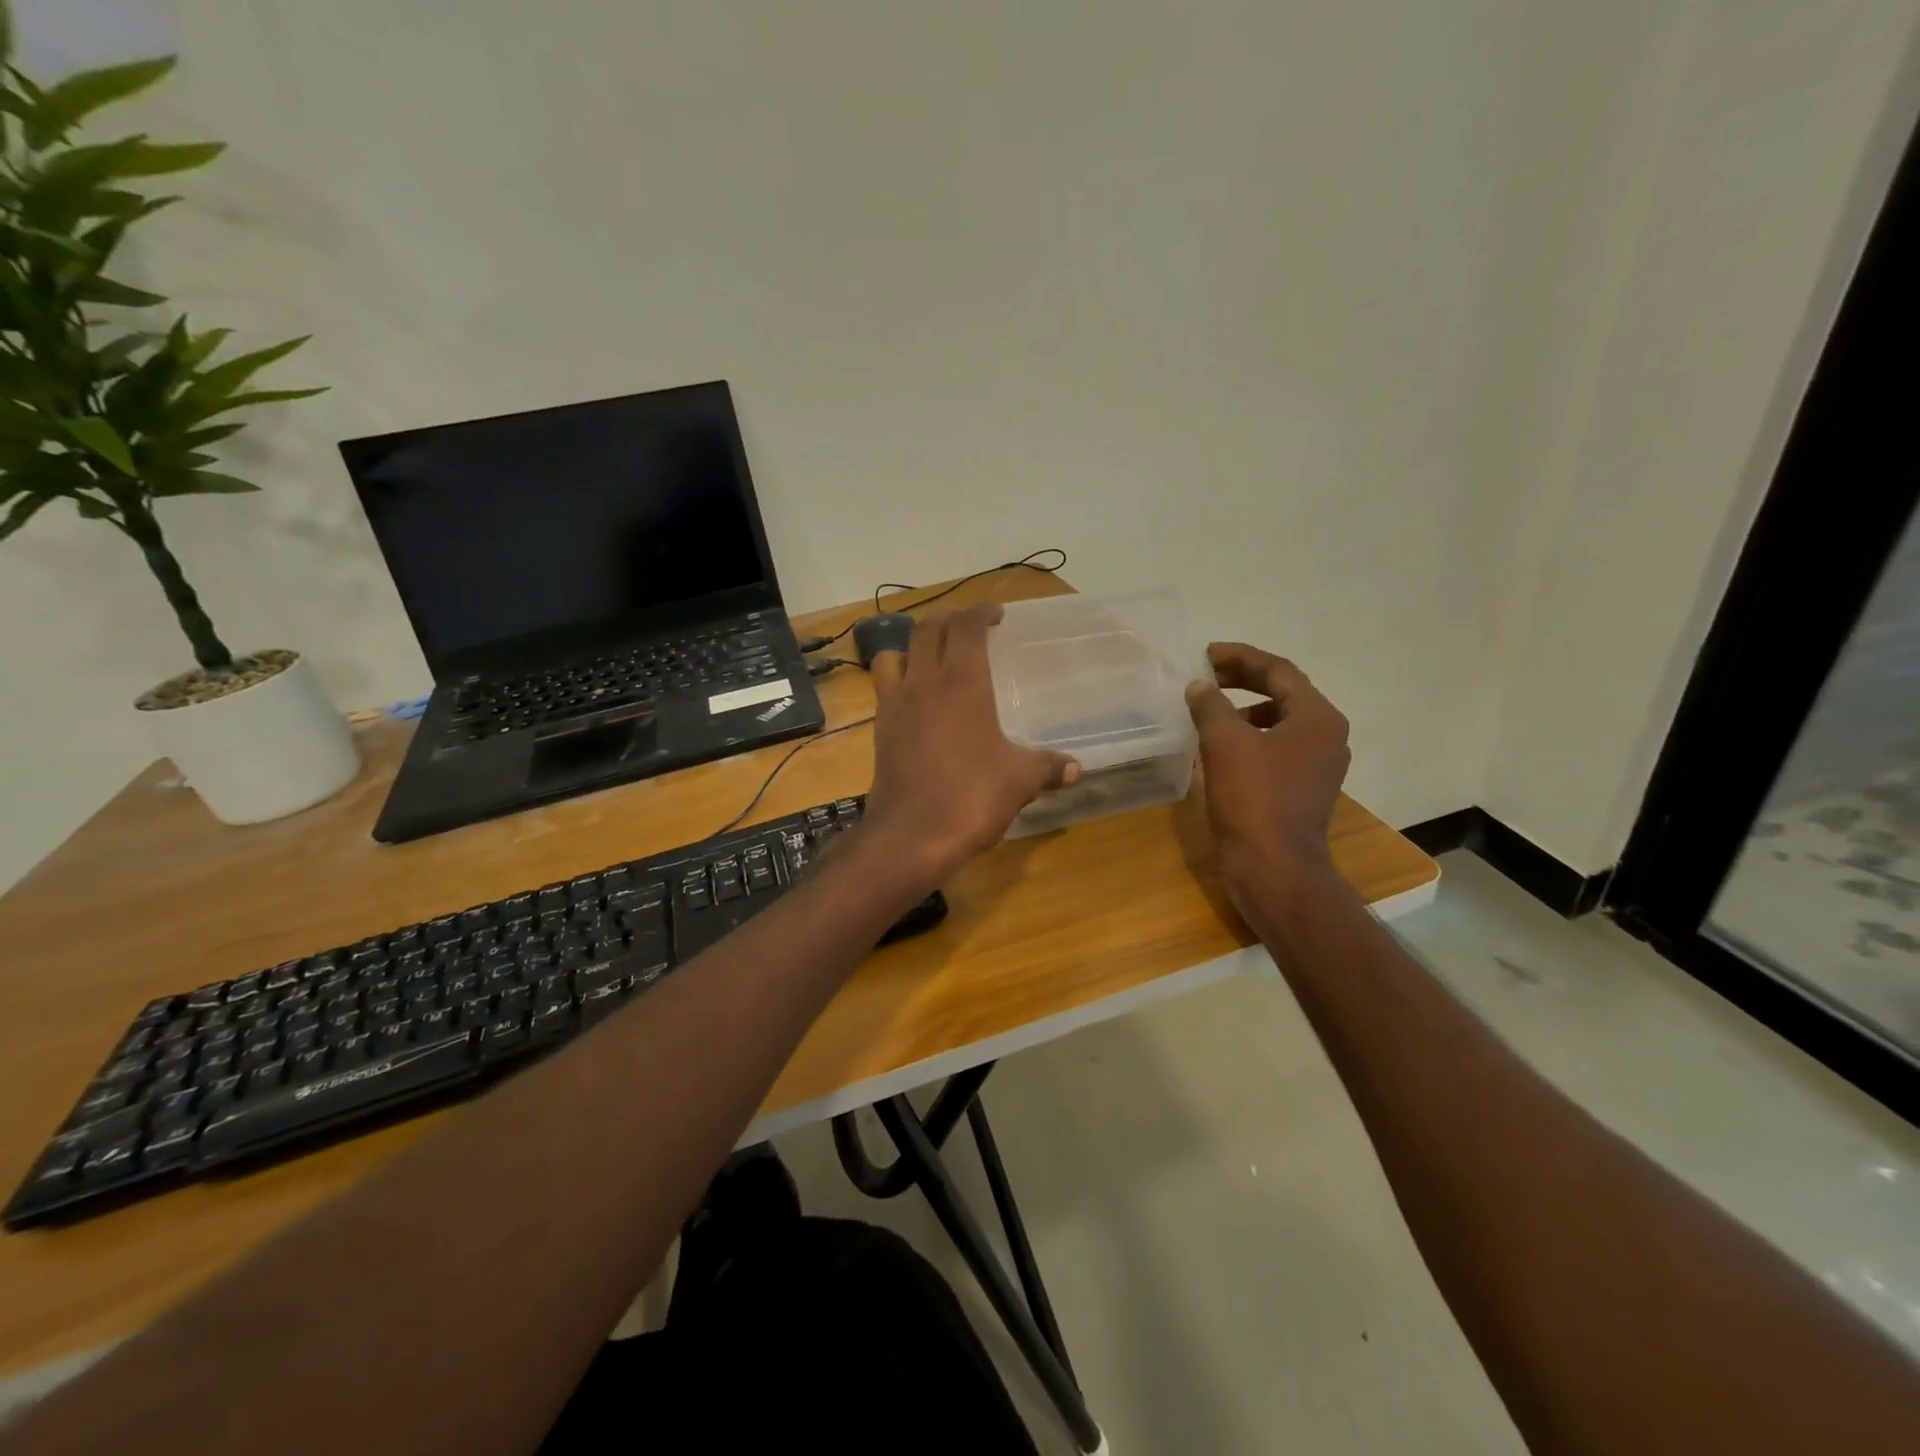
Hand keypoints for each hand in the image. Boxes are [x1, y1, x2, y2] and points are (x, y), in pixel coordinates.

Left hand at [863, 604, 1079, 883]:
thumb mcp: (1019, 781)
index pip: (967, 627)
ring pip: (895, 653)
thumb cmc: (970, 798)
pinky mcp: (880, 730)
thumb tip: (1077, 769)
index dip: (981, 612)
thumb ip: (1048, 767)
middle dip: (950, 621)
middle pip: (928, 630)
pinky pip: (884, 688)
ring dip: (915, 647)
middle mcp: (923, 682)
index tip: (996, 614)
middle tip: (971, 630)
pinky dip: (899, 680)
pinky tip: (918, 702)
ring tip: (934, 659)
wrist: (910, 837)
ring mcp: (895, 705)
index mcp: (961, 682)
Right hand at [1185, 643, 1350, 892]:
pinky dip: (1250, 738)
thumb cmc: (1253, 799)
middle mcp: (1326, 736)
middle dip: (1243, 681)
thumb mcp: (1225, 743)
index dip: (1240, 657)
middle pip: (1284, 693)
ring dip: (1245, 710)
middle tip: (1207, 676)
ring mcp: (1317, 765)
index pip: (1279, 670)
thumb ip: (1211, 705)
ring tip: (1210, 711)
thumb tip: (1200, 686)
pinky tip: (1220, 749)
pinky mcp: (1303, 789)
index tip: (1206, 654)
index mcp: (1318, 718)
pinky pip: (1276, 748)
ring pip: (1280, 721)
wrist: (1274, 868)